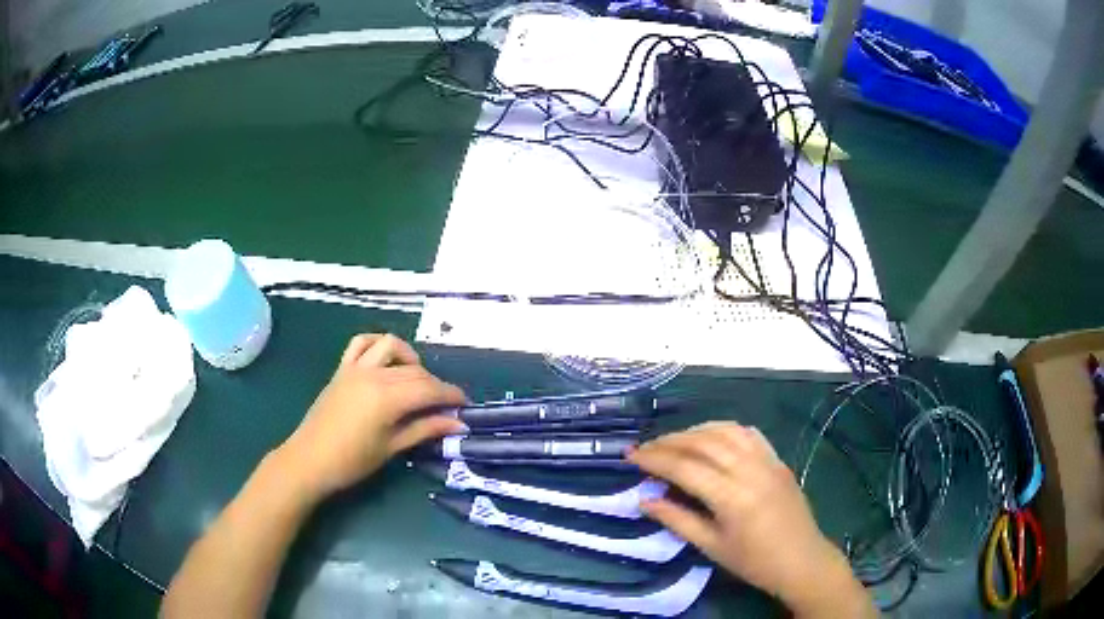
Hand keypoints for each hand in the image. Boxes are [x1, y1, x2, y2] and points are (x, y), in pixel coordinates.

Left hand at [275, 334, 466, 500]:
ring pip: (391, 345)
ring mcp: (355, 367)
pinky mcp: (342, 369)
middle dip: (436, 385)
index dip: (451, 395)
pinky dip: (377, 345)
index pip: (429, 389)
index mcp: (387, 397)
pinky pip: (361, 343)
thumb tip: (457, 424)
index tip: (465, 405)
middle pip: (415, 371)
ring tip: (415, 379)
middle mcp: (373, 374)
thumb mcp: (392, 447)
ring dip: (409, 358)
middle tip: (445, 405)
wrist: (309, 460)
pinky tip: (385, 360)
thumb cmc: (352, 461)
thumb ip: (424, 429)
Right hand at [627, 422, 872, 616]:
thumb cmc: (754, 562)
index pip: (685, 467)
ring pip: (725, 430)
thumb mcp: (711, 547)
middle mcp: (750, 470)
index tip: (630, 457)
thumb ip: (677, 520)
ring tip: (673, 441)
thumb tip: (645, 500)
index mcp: (732, 497)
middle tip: (645, 448)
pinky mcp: (778, 459)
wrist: (801, 560)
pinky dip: (723, 429)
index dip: (654, 459)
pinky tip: (711, 437)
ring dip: (695, 431)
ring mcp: (767, 460)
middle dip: (669, 441)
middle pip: (703, 442)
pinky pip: (748, 433)